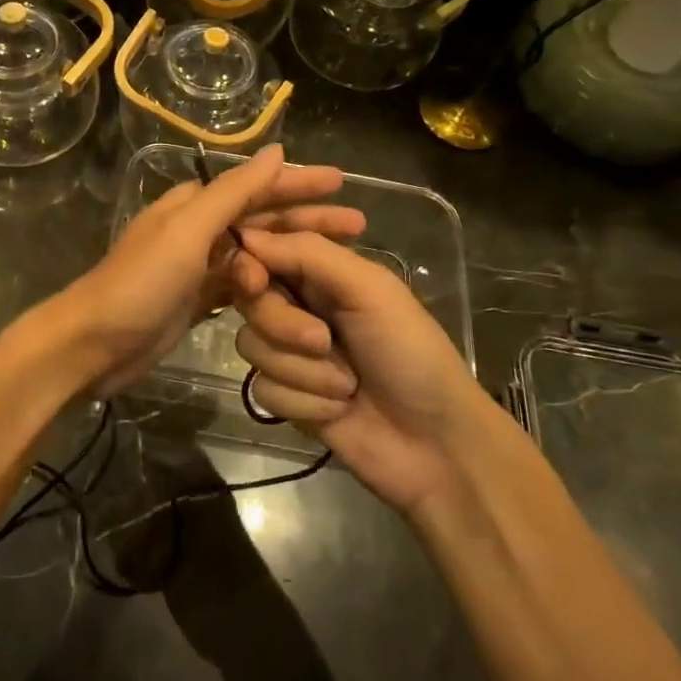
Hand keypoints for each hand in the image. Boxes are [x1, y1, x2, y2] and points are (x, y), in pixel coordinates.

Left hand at [54, 146, 364, 395]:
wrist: (92, 345)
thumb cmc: (140, 283)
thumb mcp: (187, 232)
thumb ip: (233, 192)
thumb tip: (276, 151)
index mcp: (193, 204)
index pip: (256, 186)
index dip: (299, 183)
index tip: (343, 183)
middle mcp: (197, 229)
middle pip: (262, 218)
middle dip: (307, 218)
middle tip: (358, 225)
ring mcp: (197, 267)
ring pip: (257, 251)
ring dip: (295, 252)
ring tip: (341, 257)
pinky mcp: (197, 300)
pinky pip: (244, 285)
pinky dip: (271, 283)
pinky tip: (300, 290)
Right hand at [230, 228, 490, 513]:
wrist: (436, 445)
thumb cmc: (411, 352)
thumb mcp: (369, 289)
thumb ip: (308, 253)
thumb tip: (244, 234)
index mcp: (320, 272)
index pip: (261, 253)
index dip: (248, 265)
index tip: (254, 281)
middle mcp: (299, 307)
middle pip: (249, 302)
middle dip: (284, 326)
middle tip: (325, 341)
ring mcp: (291, 355)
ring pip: (252, 347)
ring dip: (303, 371)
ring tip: (347, 384)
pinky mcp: (288, 399)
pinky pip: (263, 389)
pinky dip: (304, 402)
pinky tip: (339, 410)